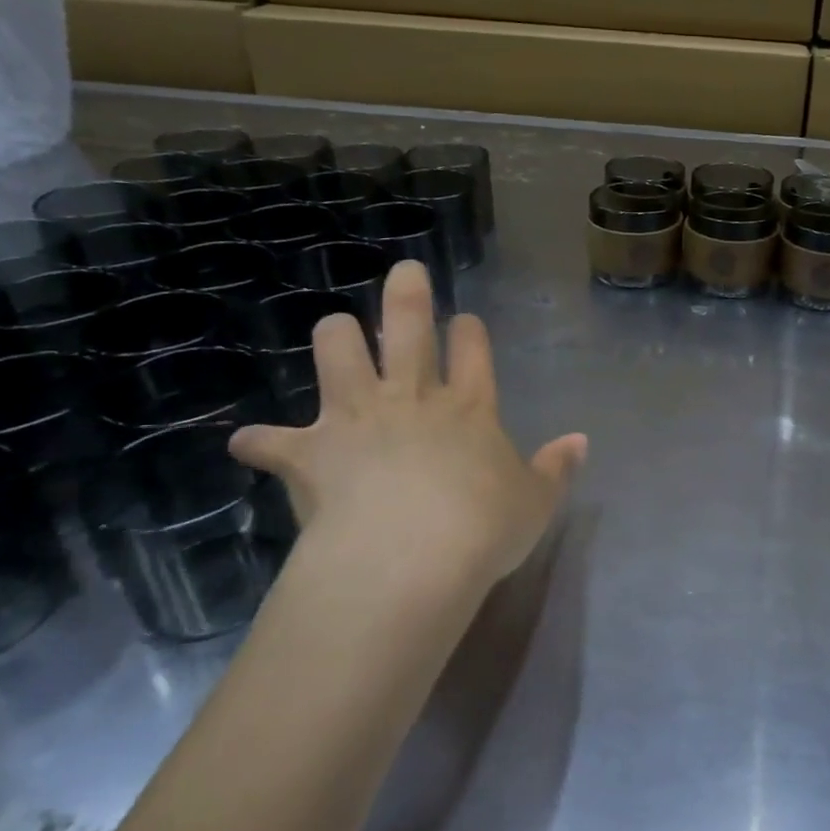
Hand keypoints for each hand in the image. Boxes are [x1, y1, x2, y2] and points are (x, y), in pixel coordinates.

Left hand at [230, 261, 586, 605]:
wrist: (409, 558)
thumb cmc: (482, 528)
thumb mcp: (535, 502)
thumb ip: (556, 469)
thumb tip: (581, 442)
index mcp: (468, 407)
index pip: (472, 349)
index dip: (469, 330)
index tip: (464, 320)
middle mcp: (411, 398)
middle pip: (407, 327)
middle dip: (407, 294)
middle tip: (405, 272)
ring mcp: (357, 418)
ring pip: (337, 352)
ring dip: (335, 337)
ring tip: (335, 331)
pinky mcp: (311, 452)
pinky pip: (272, 441)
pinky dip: (260, 442)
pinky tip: (248, 443)